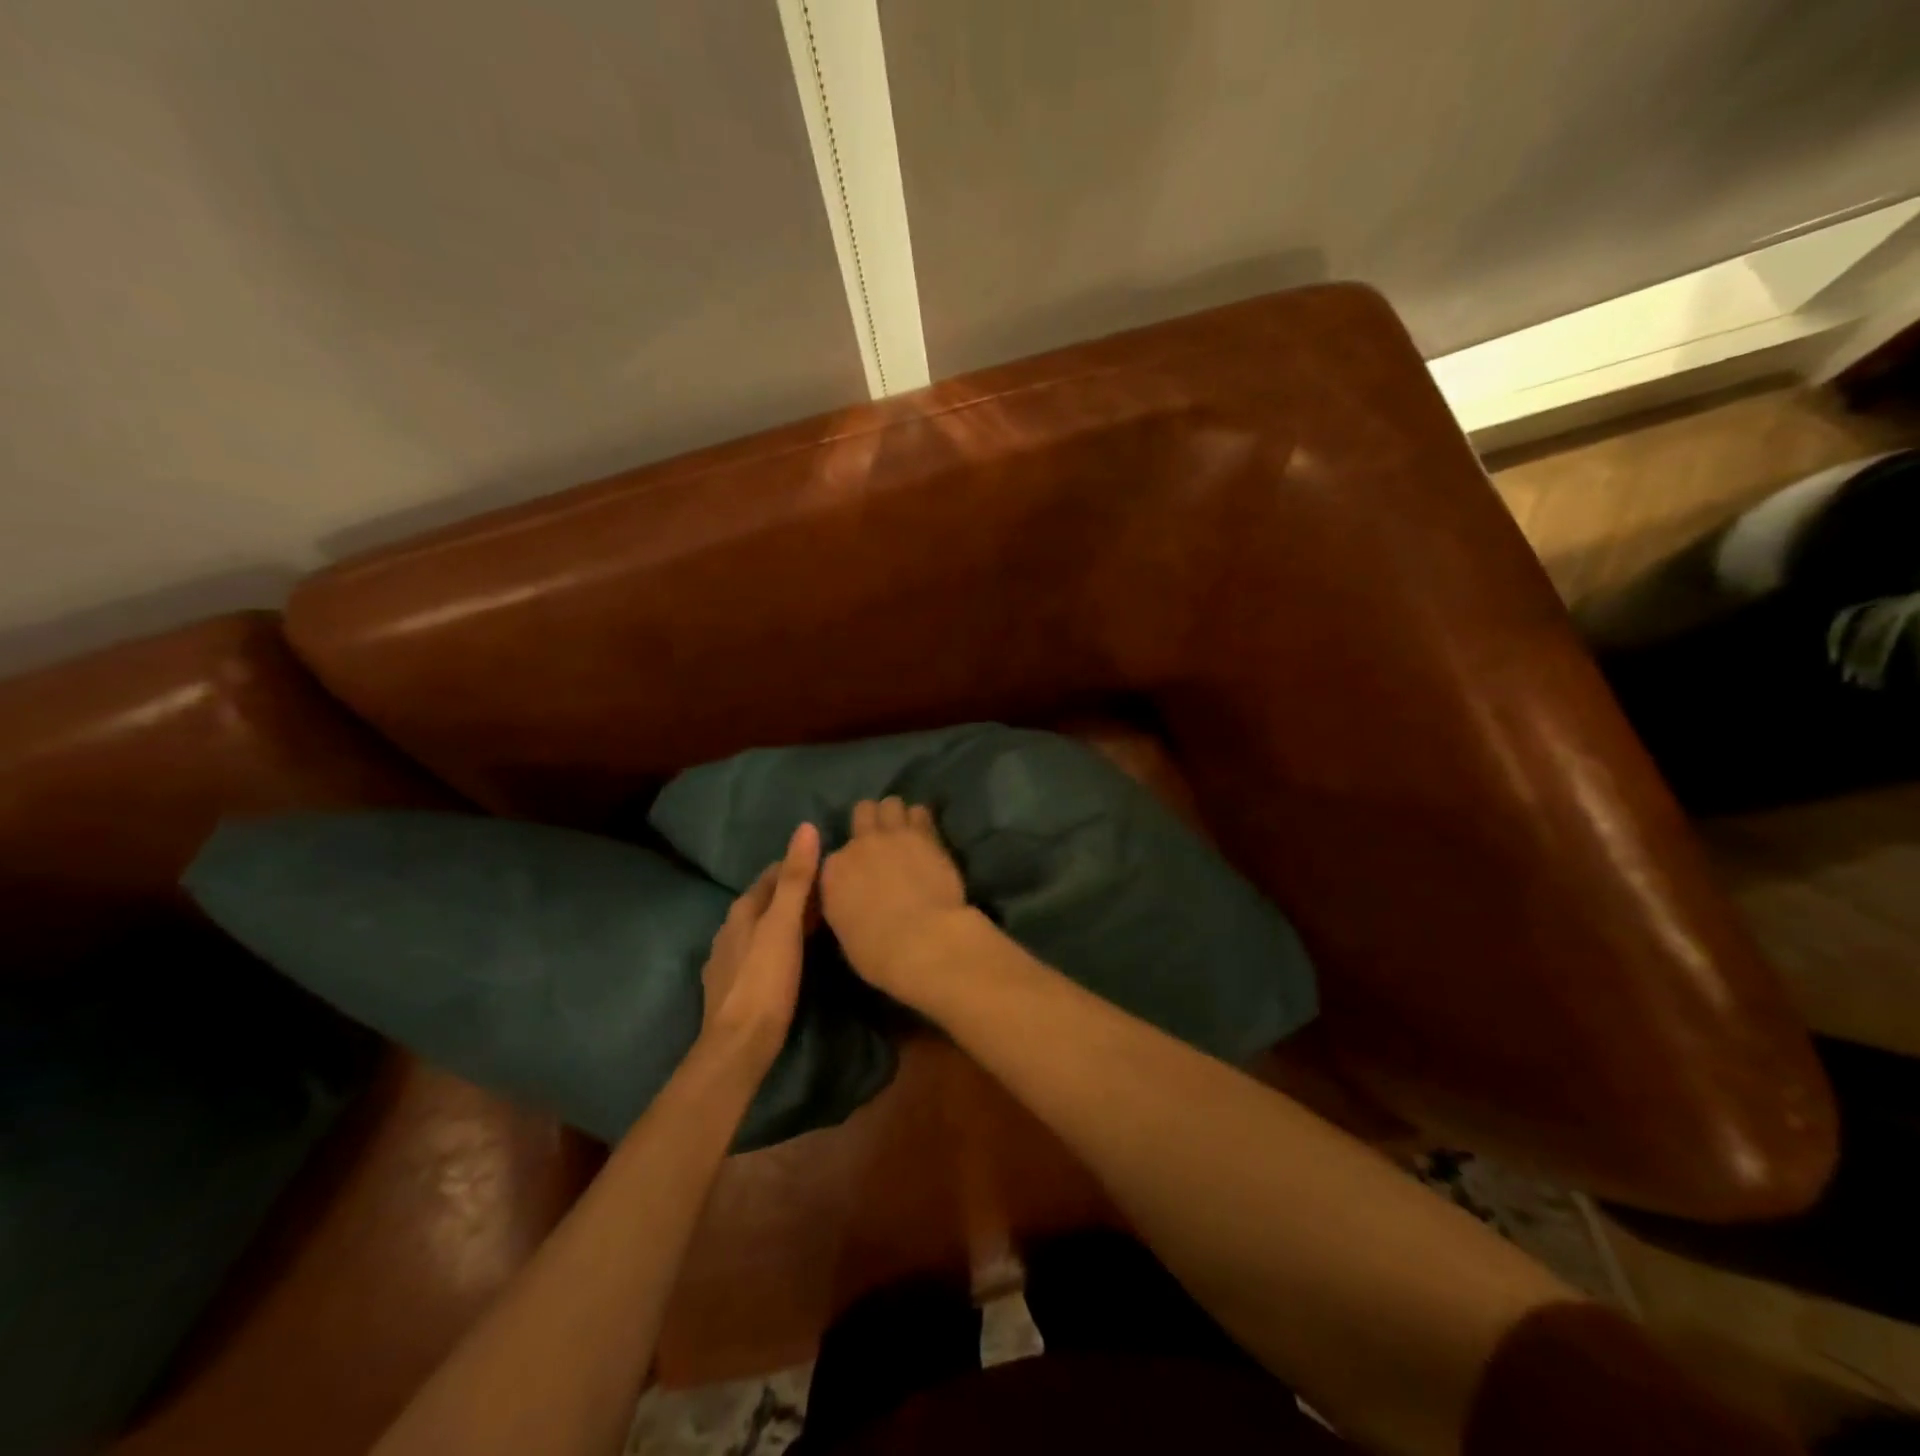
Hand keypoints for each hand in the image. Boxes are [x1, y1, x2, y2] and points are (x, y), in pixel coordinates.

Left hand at [700, 822, 820, 1064]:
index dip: (799, 866)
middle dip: (794, 893)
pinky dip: (778, 946)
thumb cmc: (765, 981)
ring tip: (820, 922)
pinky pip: (759, 953)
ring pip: (762, 928)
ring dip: (786, 921)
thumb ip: (796, 878)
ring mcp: (728, 960)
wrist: (738, 1046)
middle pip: (766, 901)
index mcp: (742, 910)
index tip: (829, 866)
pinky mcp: (732, 987)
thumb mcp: (785, 925)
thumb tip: (805, 827)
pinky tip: (793, 958)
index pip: (772, 874)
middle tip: (832, 893)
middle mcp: (730, 929)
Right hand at [820, 797, 968, 999]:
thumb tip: (855, 903)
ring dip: (897, 815)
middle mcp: (858, 846)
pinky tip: (927, 834)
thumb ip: (846, 907)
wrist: (923, 942)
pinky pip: (920, 812)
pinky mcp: (925, 835)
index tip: (861, 874)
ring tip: (907, 832)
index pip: (835, 855)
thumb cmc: (879, 954)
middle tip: (883, 840)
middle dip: (871, 821)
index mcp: (832, 873)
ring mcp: (892, 836)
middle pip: (862, 812)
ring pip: (891, 803)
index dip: (850, 863)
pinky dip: (922, 821)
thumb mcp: (846, 934)